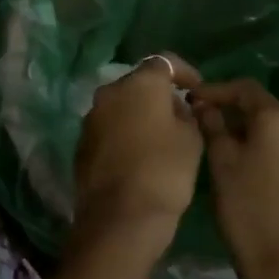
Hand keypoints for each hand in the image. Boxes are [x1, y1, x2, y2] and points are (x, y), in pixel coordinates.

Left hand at [73, 54, 203, 233]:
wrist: (120, 216)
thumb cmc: (165, 170)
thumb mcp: (191, 138)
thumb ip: (185, 114)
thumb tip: (174, 108)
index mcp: (138, 84)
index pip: (163, 62)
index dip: (184, 72)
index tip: (196, 88)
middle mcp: (109, 93)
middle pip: (138, 84)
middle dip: (158, 94)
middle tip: (180, 114)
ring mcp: (91, 118)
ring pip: (120, 106)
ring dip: (138, 114)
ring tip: (160, 136)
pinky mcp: (81, 143)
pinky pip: (108, 128)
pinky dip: (123, 133)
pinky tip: (138, 154)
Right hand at [195, 79, 278, 278]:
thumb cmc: (247, 209)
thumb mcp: (221, 164)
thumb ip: (213, 126)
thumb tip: (207, 106)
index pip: (245, 89)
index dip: (216, 90)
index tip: (192, 99)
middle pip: (266, 112)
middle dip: (236, 116)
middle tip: (208, 127)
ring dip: (256, 139)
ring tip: (231, 155)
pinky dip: (274, 160)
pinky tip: (257, 179)